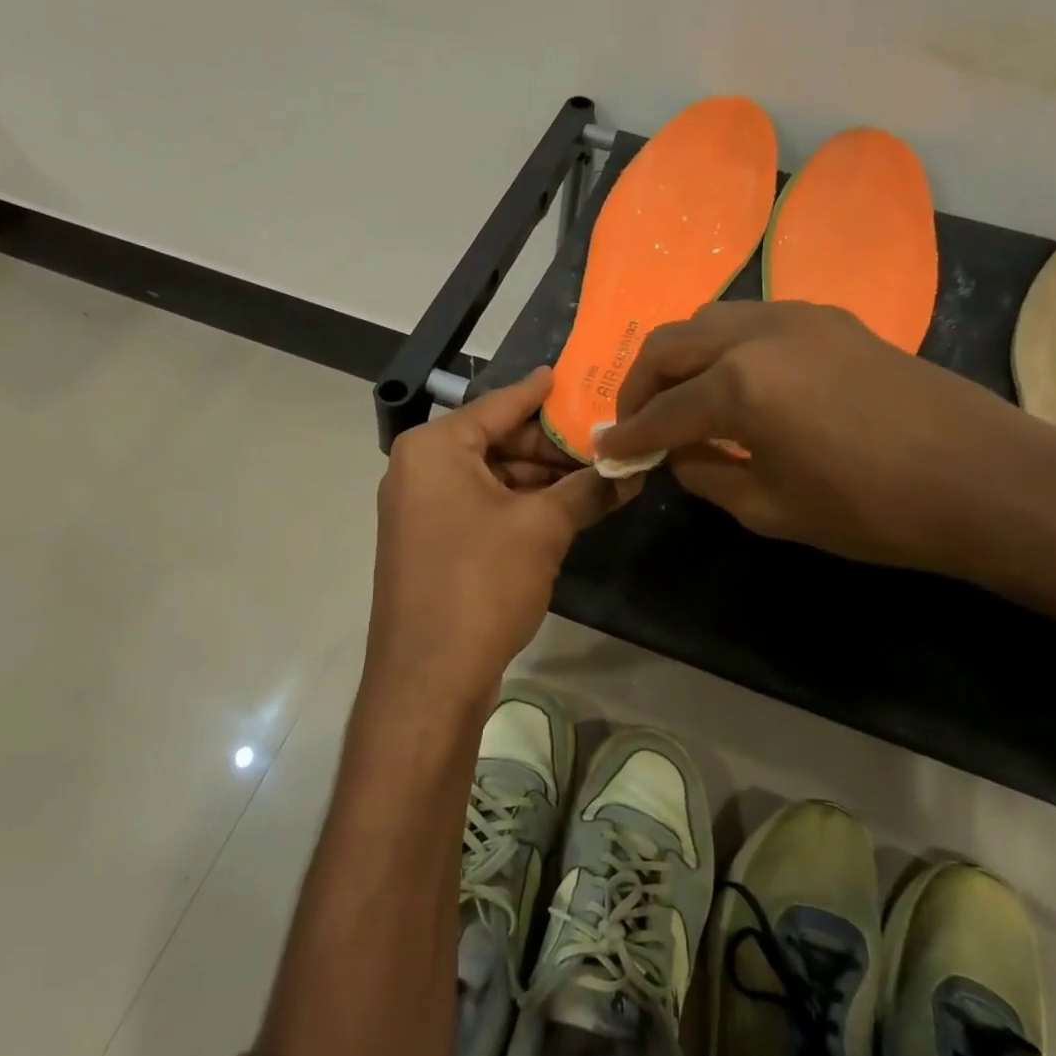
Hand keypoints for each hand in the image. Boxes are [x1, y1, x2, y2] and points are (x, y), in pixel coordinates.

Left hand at [368, 367, 624, 702]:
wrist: (428, 678)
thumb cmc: (480, 583)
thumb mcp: (544, 528)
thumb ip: (589, 488)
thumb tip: (634, 466)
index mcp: (436, 447)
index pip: (501, 404)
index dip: (542, 392)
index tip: (576, 377)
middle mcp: (420, 469)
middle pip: (498, 441)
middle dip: (552, 447)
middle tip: (605, 445)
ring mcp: (422, 509)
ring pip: (493, 478)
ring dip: (542, 481)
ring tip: (597, 479)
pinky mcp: (431, 545)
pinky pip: (482, 508)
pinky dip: (521, 507)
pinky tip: (566, 512)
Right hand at [595, 302, 1040, 570]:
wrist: (983, 479)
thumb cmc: (871, 509)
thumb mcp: (771, 508)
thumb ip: (707, 474)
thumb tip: (677, 453)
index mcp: (738, 387)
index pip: (661, 412)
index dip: (629, 436)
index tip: (607, 451)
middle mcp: (757, 334)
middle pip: (669, 344)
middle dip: (639, 383)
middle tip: (635, 420)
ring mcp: (796, 316)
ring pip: (708, 321)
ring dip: (680, 356)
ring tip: (680, 397)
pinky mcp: (829, 318)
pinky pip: (752, 321)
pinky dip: (724, 347)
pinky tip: (737, 382)